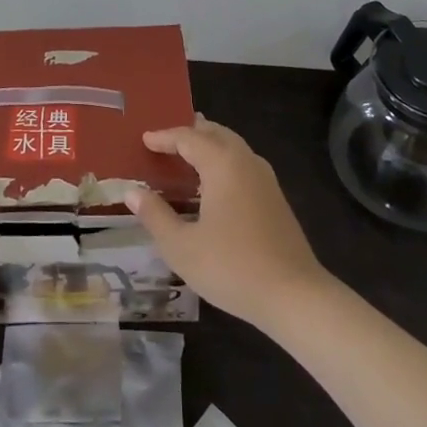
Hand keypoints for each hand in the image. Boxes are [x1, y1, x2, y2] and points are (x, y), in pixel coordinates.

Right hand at [125, 115, 331, 332]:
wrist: (294, 295)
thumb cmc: (232, 267)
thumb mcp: (182, 247)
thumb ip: (155, 216)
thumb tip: (132, 192)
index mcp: (222, 163)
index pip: (188, 137)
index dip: (164, 137)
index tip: (145, 139)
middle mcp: (245, 161)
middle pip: (215, 133)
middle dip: (190, 132)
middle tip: (167, 139)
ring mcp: (265, 178)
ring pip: (232, 146)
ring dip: (209, 144)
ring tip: (188, 155)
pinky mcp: (275, 197)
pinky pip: (243, 163)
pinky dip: (223, 160)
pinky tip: (214, 184)